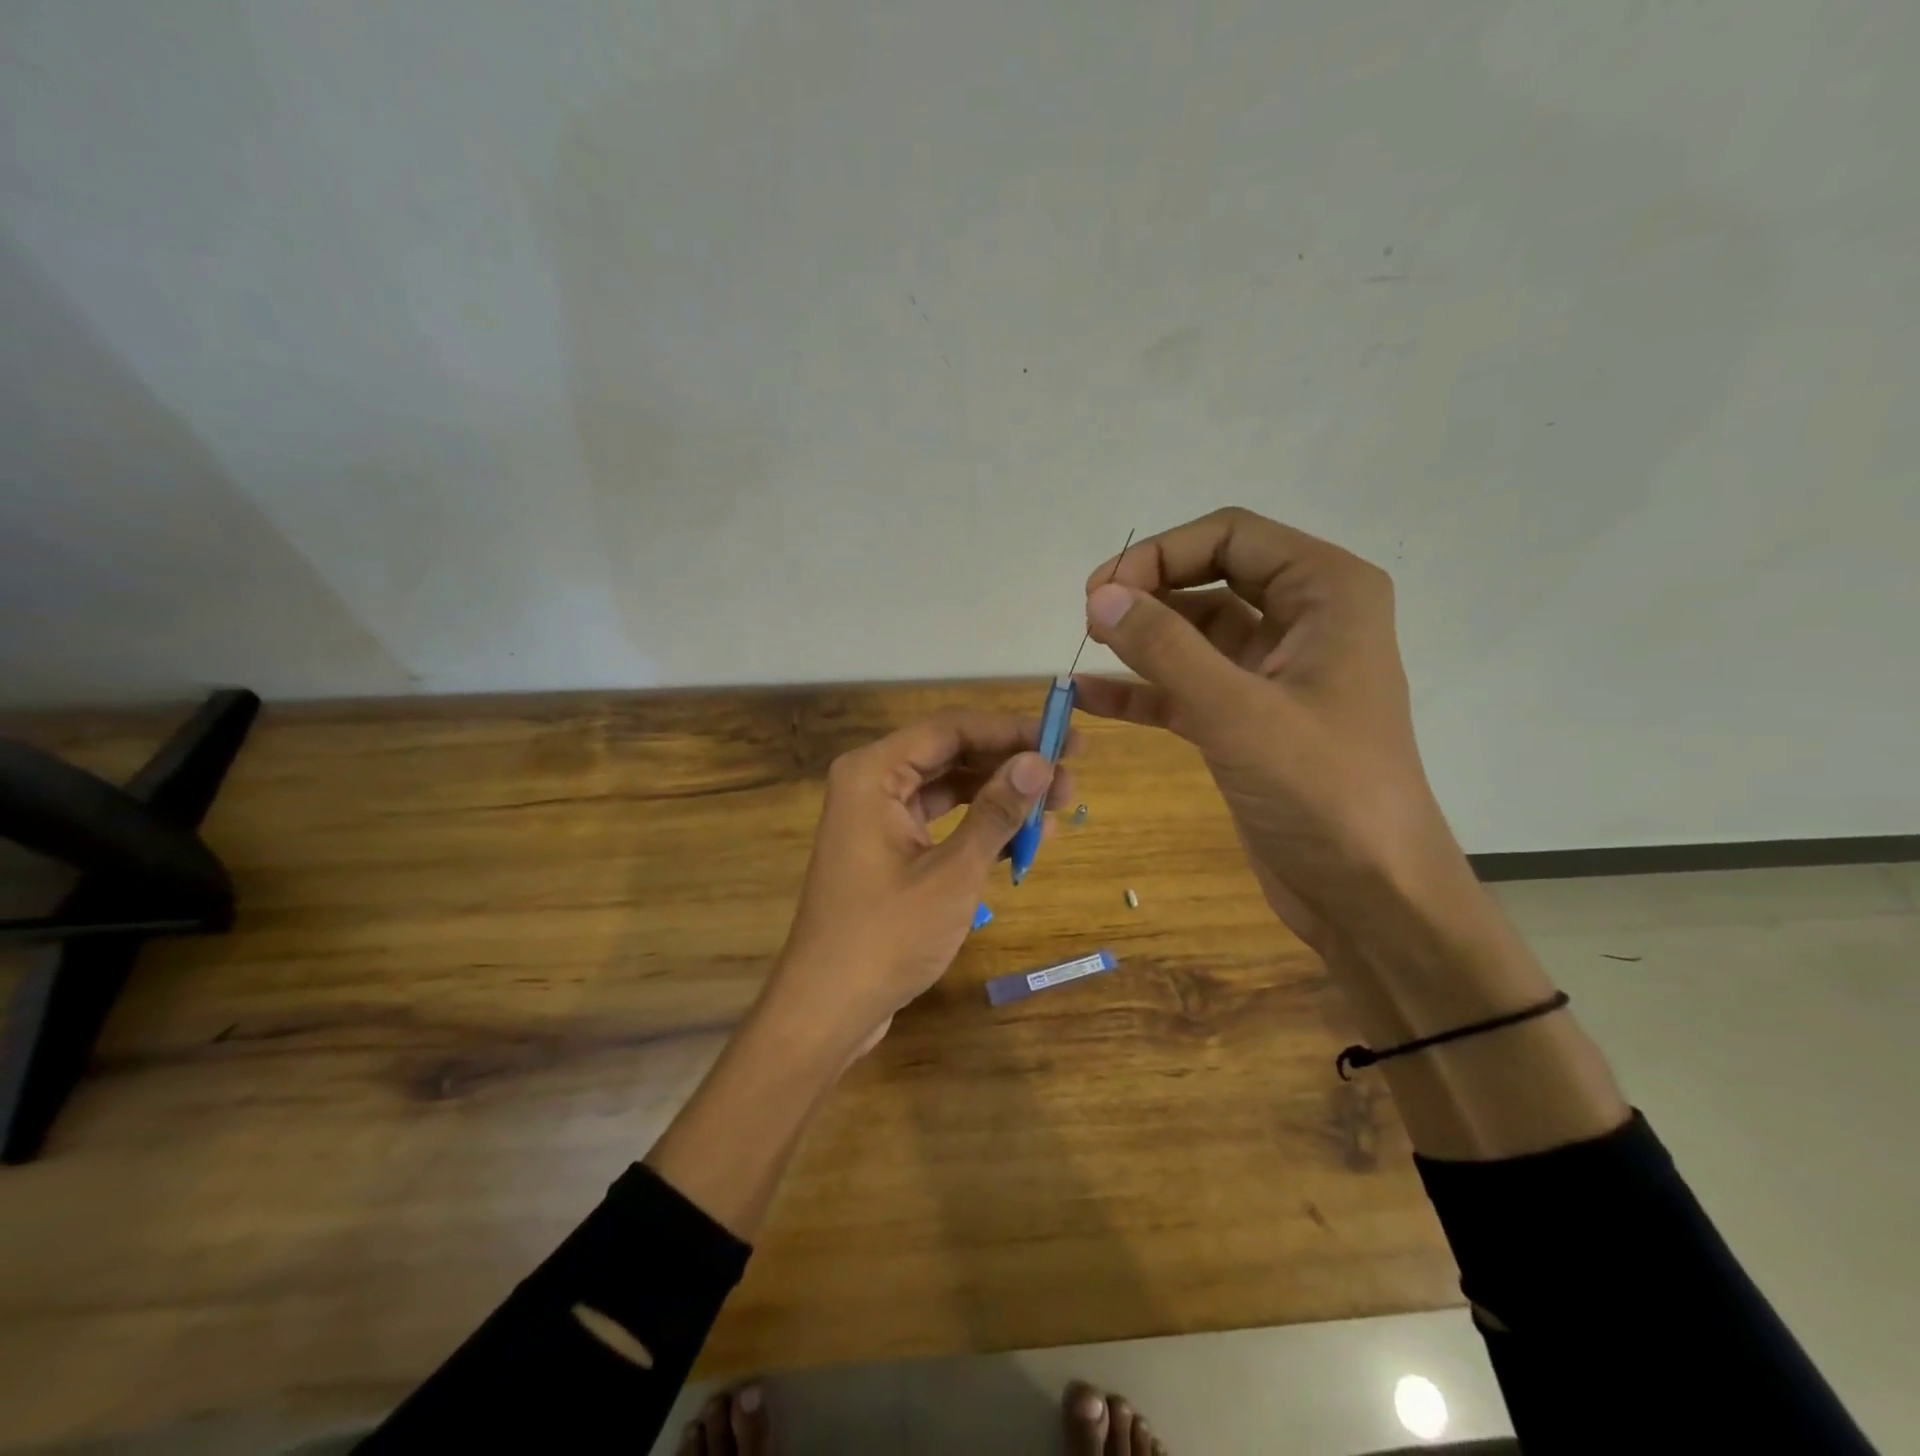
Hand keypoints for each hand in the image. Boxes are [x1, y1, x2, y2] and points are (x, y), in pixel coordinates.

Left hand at [763, 710, 1074, 1058]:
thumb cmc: (887, 937)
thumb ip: (996, 812)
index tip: (1066, 742)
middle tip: (1069, 781)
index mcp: (873, 772)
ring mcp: (878, 816)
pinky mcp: (888, 848)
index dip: (1011, 731)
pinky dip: (978, 825)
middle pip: (951, 753)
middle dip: (1010, 765)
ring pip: (949, 786)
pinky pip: (940, 819)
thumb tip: (1041, 761)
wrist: (828, 1008)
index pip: (951, 728)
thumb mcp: (952, 873)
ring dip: (999, 795)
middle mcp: (872, 782)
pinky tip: (1022, 838)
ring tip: (1056, 809)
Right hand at [1076, 507, 1465, 953]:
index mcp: (1327, 593)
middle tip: (1090, 619)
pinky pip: (1186, 685)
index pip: (1231, 537)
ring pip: (1193, 632)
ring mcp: (1273, 672)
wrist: (1368, 894)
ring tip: (1085, 649)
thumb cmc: (1322, 792)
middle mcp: (1304, 620)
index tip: (1100, 592)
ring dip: (1140, 637)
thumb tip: (1100, 596)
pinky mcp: (1247, 719)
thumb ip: (1166, 648)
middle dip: (1148, 590)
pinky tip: (1090, 697)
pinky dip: (1142, 688)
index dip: (1159, 553)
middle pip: (1209, 576)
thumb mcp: (1238, 712)